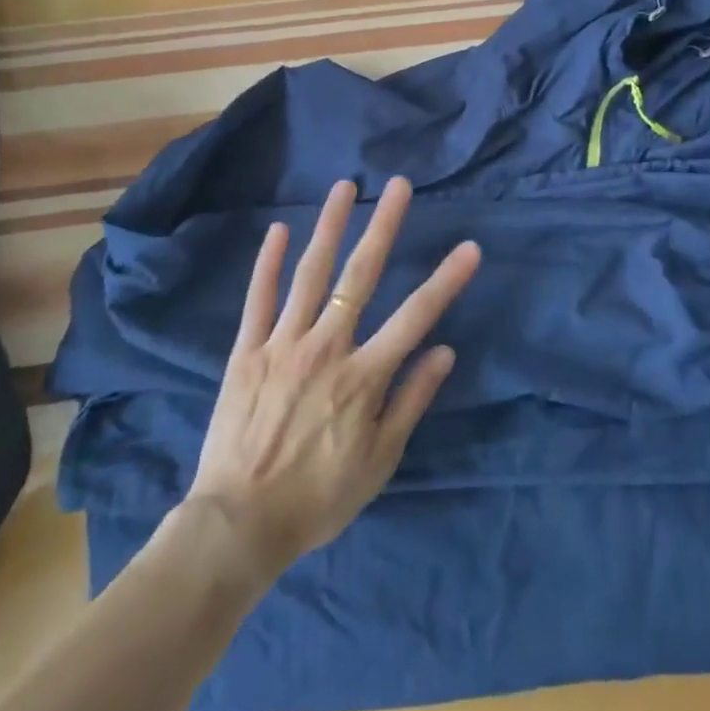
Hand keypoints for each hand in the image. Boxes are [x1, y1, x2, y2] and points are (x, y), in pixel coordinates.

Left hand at [180, 176, 479, 582]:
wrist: (239, 525)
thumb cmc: (318, 498)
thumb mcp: (379, 461)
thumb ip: (411, 401)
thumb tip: (444, 351)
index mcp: (363, 375)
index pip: (416, 316)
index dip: (446, 280)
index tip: (470, 246)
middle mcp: (327, 346)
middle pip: (361, 275)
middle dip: (383, 226)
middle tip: (398, 185)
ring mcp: (283, 344)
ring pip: (310, 274)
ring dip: (329, 226)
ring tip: (343, 187)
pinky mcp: (247, 351)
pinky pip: (258, 299)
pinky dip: (269, 263)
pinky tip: (279, 230)